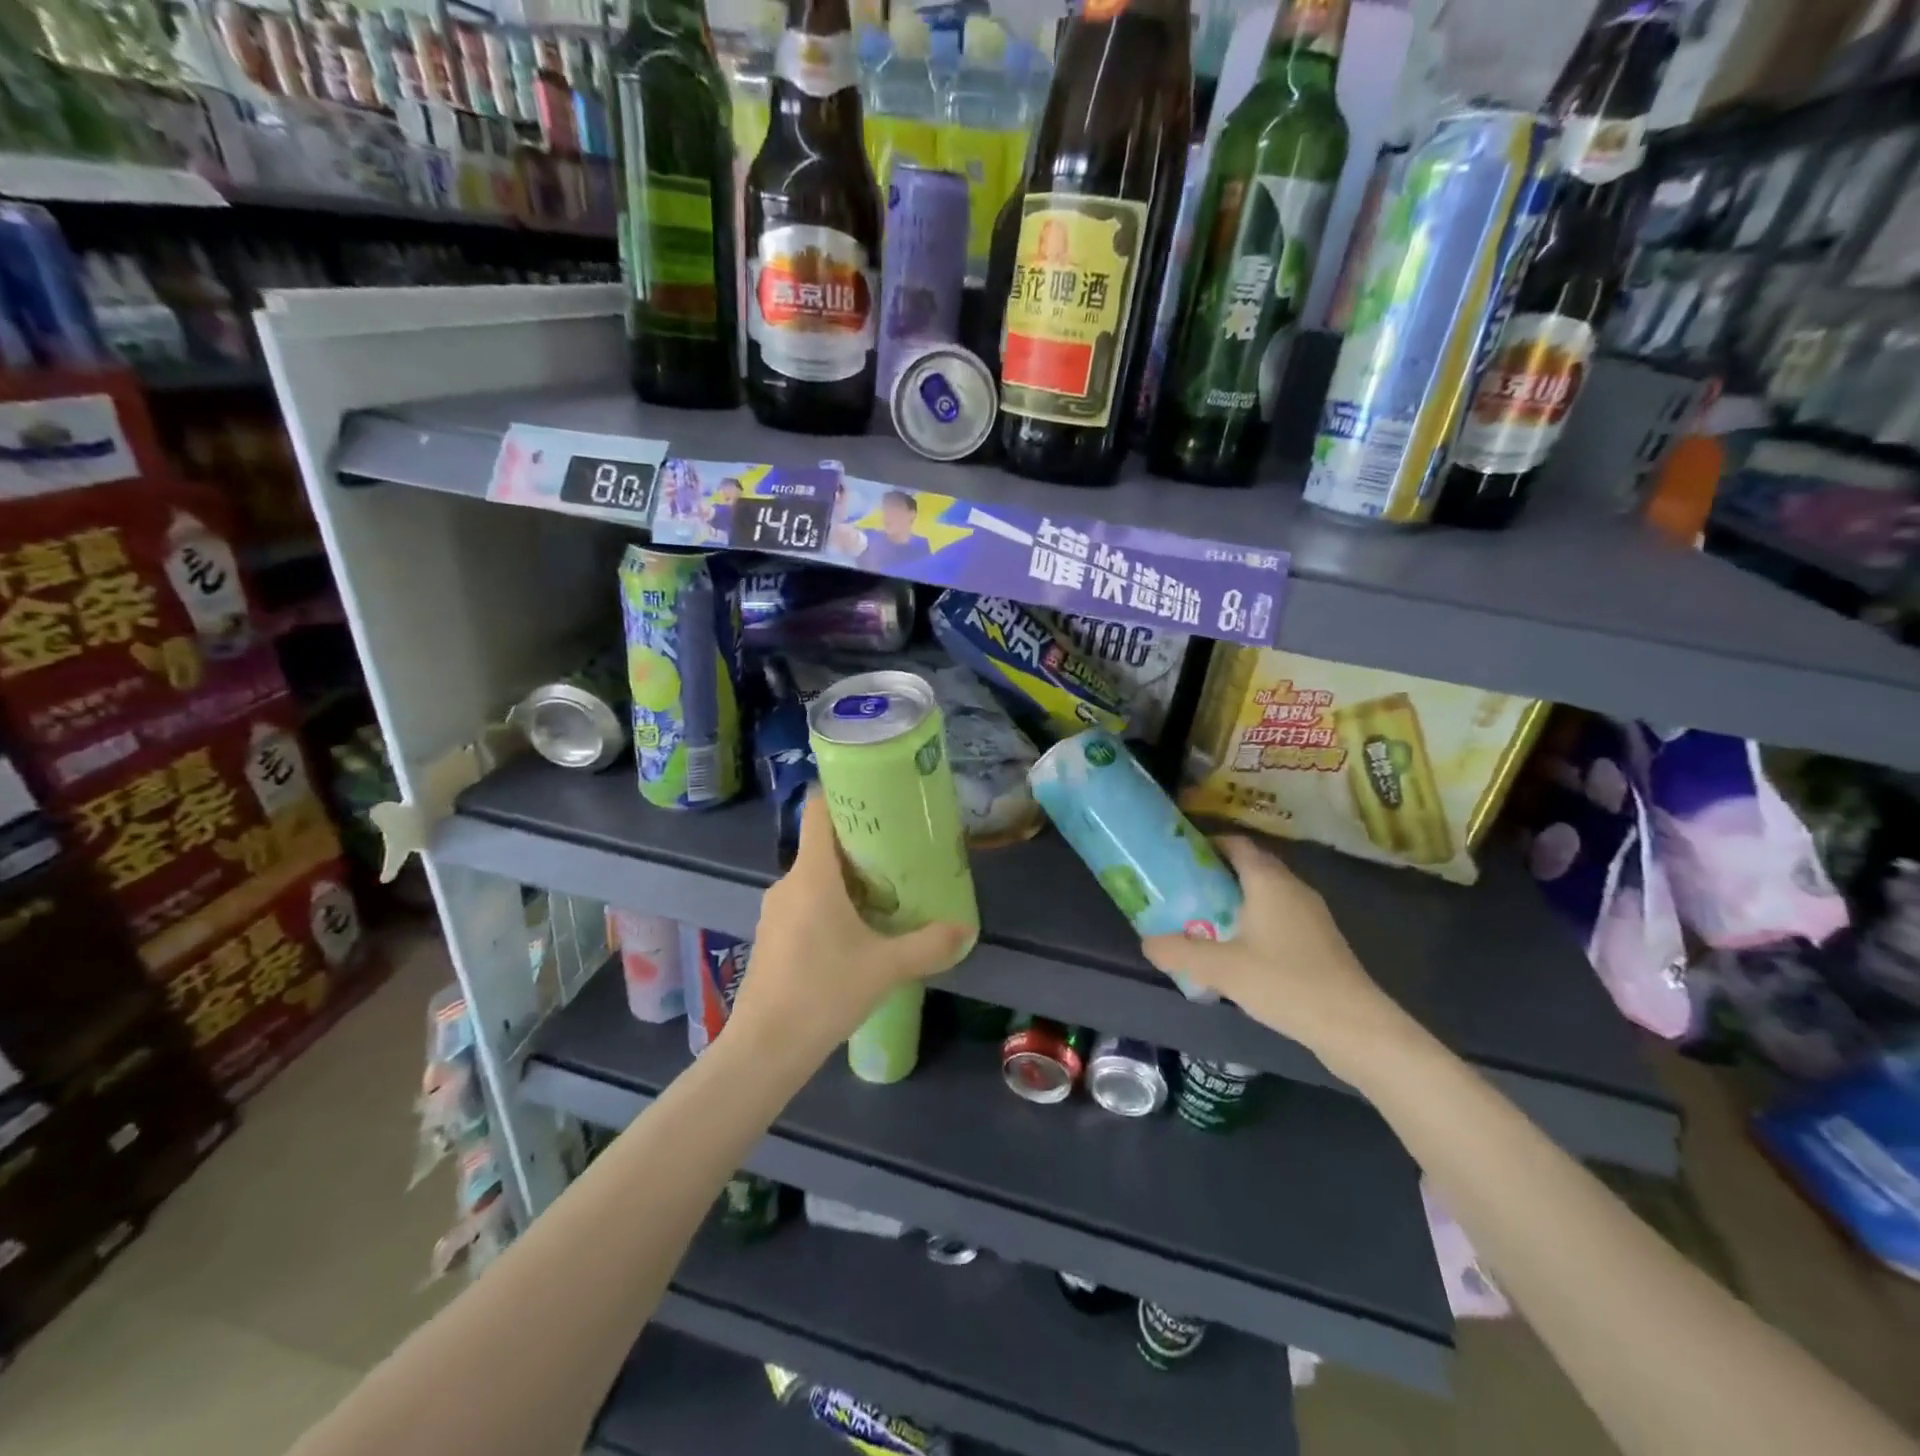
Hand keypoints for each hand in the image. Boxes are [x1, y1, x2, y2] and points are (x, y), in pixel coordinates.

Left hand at [727, 794, 971, 1057]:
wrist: (764, 1049)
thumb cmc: (823, 993)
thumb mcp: (885, 968)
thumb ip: (929, 945)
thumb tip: (966, 930)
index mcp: (811, 875)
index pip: (818, 811)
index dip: (844, 795)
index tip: (879, 800)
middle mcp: (788, 883)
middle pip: (822, 844)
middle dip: (860, 843)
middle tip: (900, 851)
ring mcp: (775, 911)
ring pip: (814, 877)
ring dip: (847, 877)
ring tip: (886, 889)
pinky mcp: (772, 937)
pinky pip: (805, 903)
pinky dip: (830, 903)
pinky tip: (856, 929)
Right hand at [1141, 836, 1404, 1077]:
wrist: (1353, 1026)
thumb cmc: (1284, 981)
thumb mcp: (1220, 968)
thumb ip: (1179, 951)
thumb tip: (1147, 942)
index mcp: (1269, 880)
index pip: (1236, 844)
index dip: (1208, 844)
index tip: (1179, 856)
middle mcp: (1292, 888)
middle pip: (1250, 867)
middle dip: (1216, 875)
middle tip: (1183, 890)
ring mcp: (1311, 915)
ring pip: (1265, 895)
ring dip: (1235, 902)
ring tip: (1202, 921)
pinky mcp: (1320, 941)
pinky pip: (1278, 918)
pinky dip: (1254, 923)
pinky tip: (1237, 952)